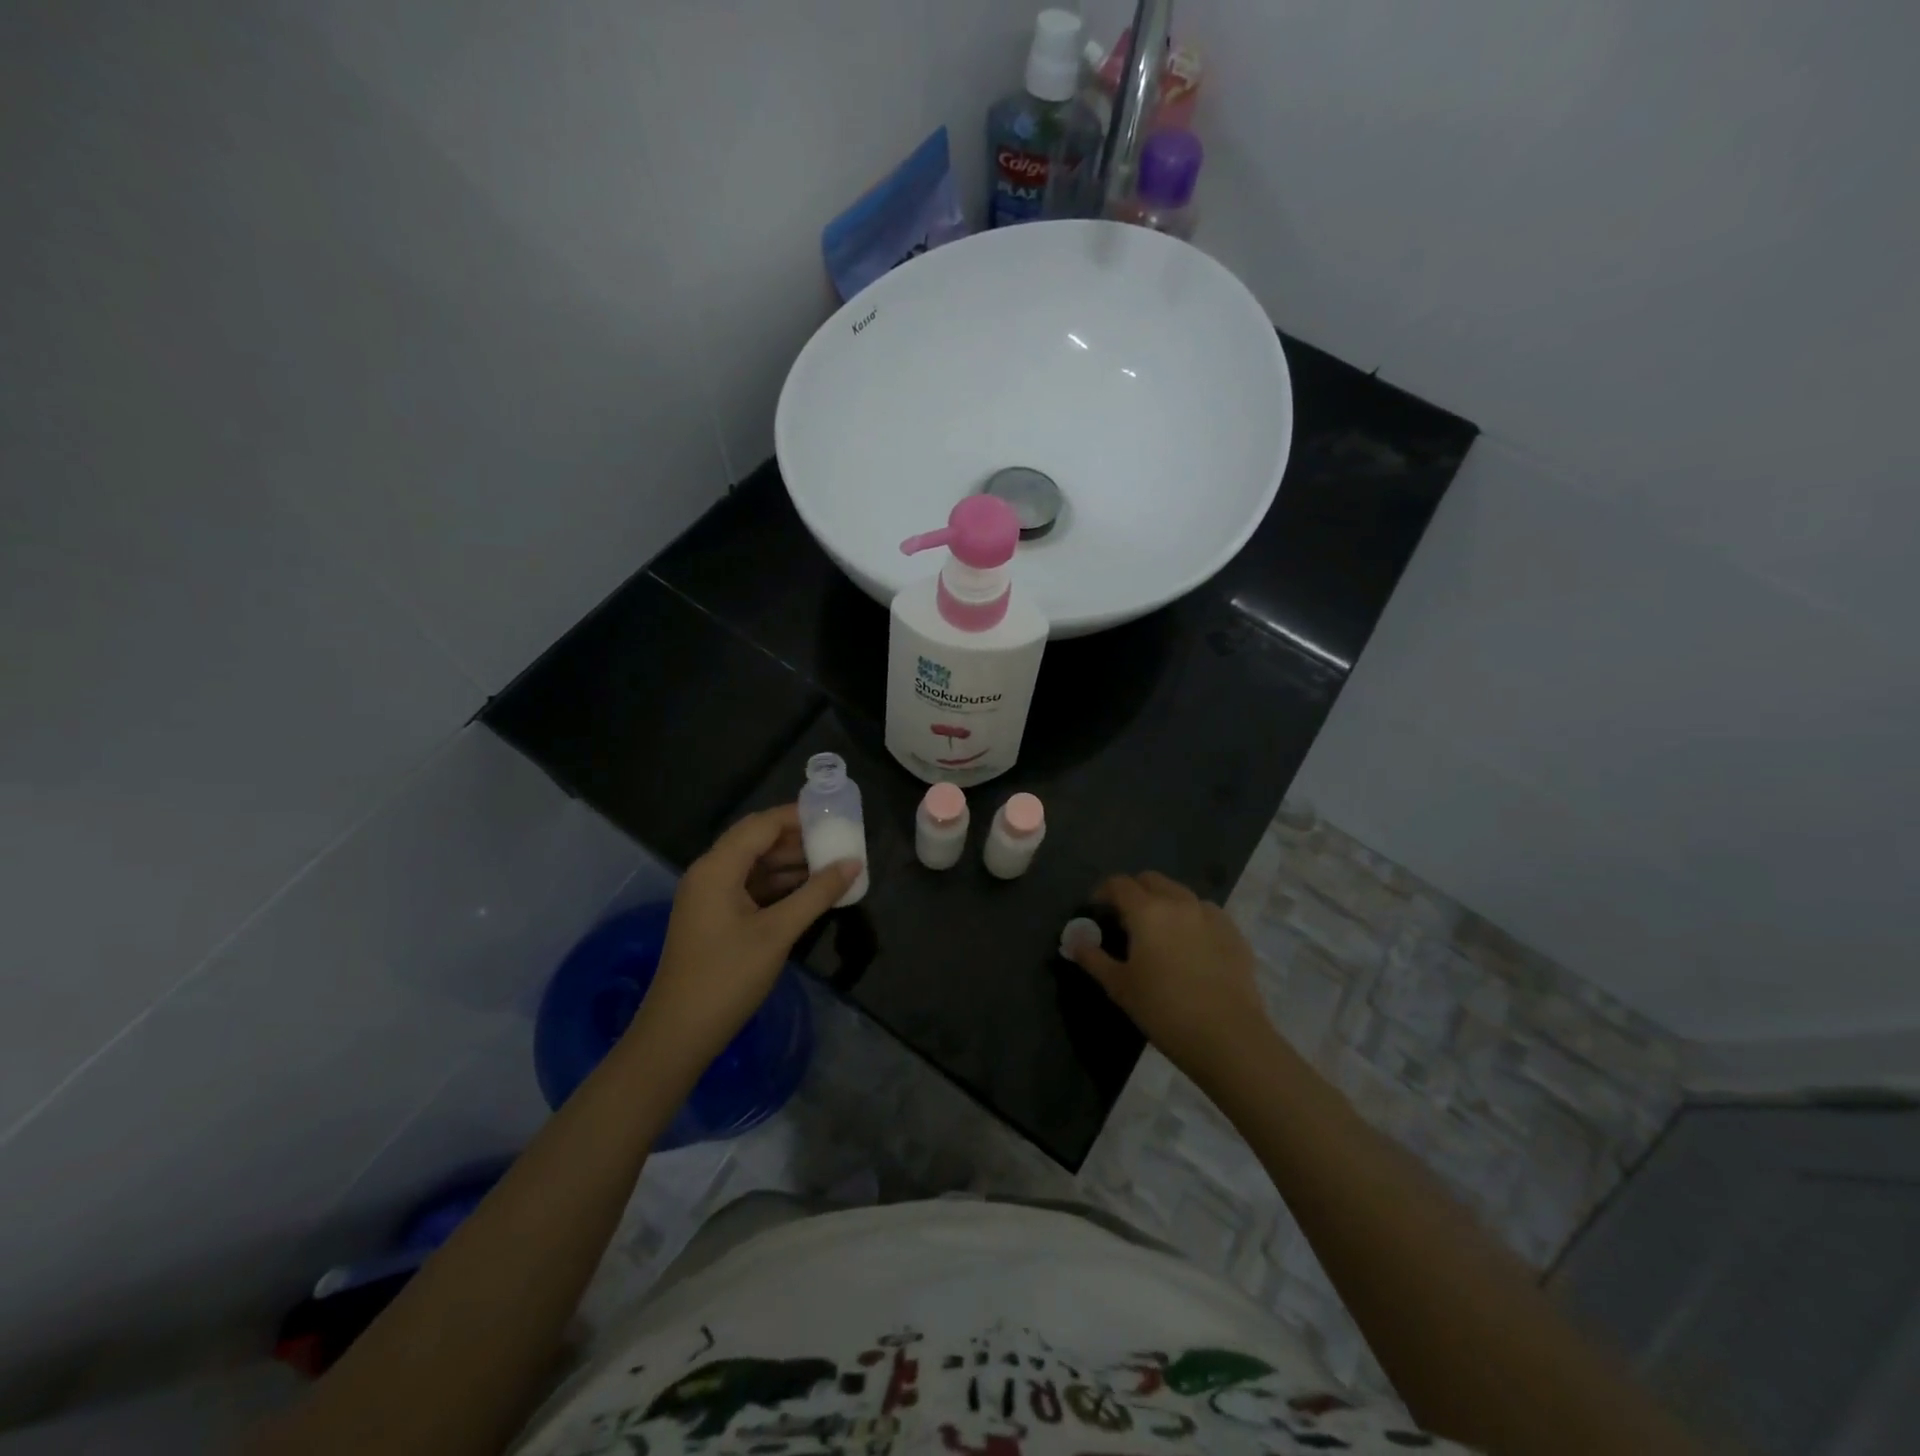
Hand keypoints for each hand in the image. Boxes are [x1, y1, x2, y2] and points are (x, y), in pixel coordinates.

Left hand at [633, 805, 858, 1073]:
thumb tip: (854, 863)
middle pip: (757, 841)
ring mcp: (709, 896)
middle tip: (839, 841)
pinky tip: (809, 892)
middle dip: (798, 839)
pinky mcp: (714, 917)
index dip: (798, 816)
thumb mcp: (778, 932)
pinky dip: (779, 885)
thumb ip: (817, 894)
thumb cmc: (727, 977)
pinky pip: (749, 887)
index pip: (762, 824)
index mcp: (717, 867)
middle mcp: (709, 873)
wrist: (678, 1034)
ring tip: (832, 865)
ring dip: (790, 863)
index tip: (836, 817)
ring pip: (754, 865)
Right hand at [1068, 871, 1273, 1076]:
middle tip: (1126, 919)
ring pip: (1181, 894)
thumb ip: (1093, 959)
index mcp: (1147, 911)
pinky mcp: (1234, 933)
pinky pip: (1206, 913)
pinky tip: (1191, 947)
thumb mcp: (1120, 986)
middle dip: (1135, 891)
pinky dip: (1192, 919)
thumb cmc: (1163, 1010)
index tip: (1097, 909)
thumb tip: (1074, 942)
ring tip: (1160, 932)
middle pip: (1151, 880)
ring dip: (1165, 902)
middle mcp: (1179, 902)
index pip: (1119, 884)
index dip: (1104, 891)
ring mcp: (1211, 915)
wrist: (1228, 1037)